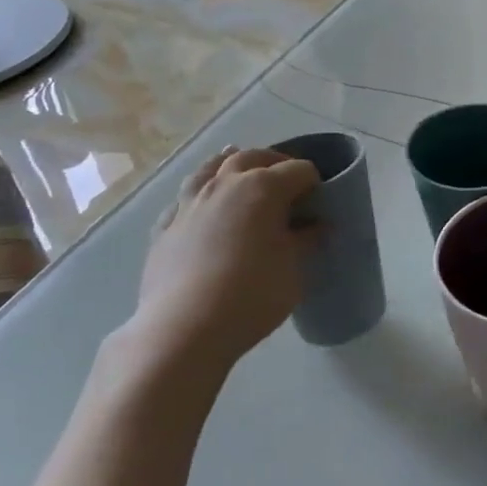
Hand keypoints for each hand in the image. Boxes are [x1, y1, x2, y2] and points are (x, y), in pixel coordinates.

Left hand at [117, 147, 319, 386]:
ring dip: (231, 166)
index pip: (299, 170)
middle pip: (253, 156)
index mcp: (263, 187)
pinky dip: (200, 195)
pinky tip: (203, 208)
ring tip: (241, 173)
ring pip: (211, 167)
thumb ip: (306, 241)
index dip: (314, 182)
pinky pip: (185, 198)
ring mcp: (189, 202)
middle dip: (275, 163)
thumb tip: (317, 226)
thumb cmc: (253, 294)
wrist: (184, 329)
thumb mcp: (294, 268)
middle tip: (289, 182)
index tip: (321, 201)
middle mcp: (224, 184)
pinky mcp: (165, 227)